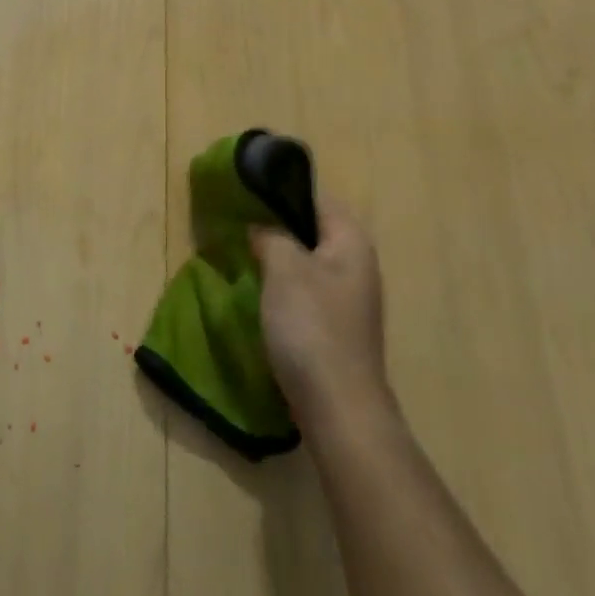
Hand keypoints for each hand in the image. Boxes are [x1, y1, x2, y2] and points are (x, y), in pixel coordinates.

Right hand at [251, 199, 387, 423]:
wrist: (337, 404)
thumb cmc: (311, 326)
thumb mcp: (284, 269)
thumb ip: (271, 236)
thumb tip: (261, 226)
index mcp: (351, 243)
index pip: (318, 199)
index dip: (283, 191)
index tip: (246, 191)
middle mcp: (356, 265)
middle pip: (313, 230)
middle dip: (277, 224)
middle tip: (238, 221)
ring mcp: (348, 299)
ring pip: (307, 262)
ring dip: (278, 256)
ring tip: (242, 252)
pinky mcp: (335, 326)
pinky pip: (305, 290)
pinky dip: (283, 285)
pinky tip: (258, 291)